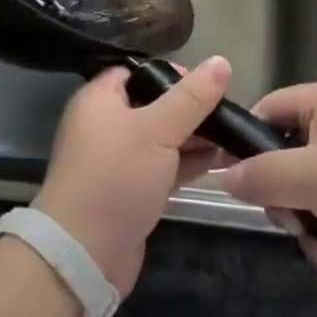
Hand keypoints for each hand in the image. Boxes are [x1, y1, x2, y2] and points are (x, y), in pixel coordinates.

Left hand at [34, 58, 231, 295]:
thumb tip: (221, 61)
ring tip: (232, 137)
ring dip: (193, 138)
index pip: (136, 71)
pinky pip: (162, 167)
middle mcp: (105, 125)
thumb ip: (191, 98)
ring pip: (161, 139)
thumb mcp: (157, 129)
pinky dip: (186, 163)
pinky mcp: (130, 192)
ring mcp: (117, 161)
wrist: (84, 254)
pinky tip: (219, 162)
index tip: (206, 82)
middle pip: (153, 105)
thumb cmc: (116, 176)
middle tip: (227, 111)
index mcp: (100, 99)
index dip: (170, 73)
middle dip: (190, 108)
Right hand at [219, 83, 316, 299]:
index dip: (246, 144)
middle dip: (288, 202)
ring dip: (314, 230)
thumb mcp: (312, 180)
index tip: (237, 184)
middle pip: (288, 156)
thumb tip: (223, 176)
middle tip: (295, 227)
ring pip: (312, 191)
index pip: (268, 109)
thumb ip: (262, 175)